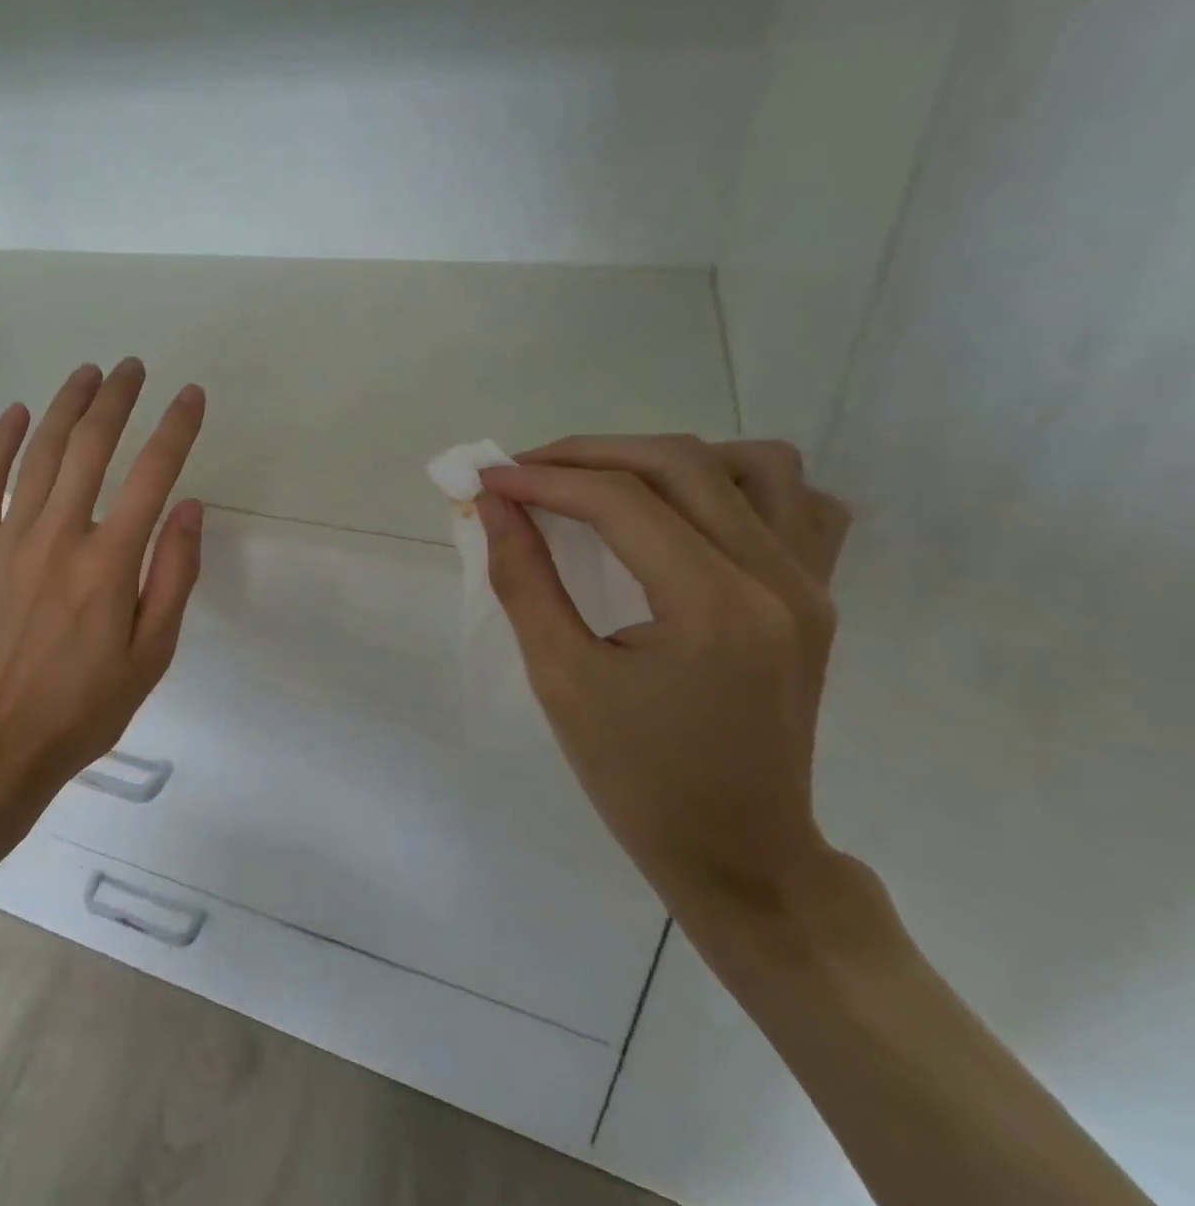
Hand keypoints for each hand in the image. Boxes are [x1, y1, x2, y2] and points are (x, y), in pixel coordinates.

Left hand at [0, 359, 205, 810]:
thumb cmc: (79, 710)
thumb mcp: (149, 657)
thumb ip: (172, 577)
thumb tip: (188, 506)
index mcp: (110, 563)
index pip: (153, 474)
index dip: (176, 428)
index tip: (191, 395)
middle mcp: (60, 536)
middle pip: (92, 447)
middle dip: (118, 399)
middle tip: (133, 367)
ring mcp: (8, 539)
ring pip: (41, 453)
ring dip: (67, 406)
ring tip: (88, 373)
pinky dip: (0, 441)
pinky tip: (17, 412)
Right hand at [477, 436, 851, 913]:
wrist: (740, 852)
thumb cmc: (637, 778)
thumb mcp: (560, 679)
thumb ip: (523, 579)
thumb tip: (492, 505)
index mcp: (713, 608)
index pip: (620, 501)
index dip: (544, 479)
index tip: (488, 480)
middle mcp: (778, 579)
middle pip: (680, 464)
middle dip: (588, 455)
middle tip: (525, 474)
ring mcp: (812, 584)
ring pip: (752, 463)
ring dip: (665, 459)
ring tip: (606, 485)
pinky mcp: (820, 596)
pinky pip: (798, 502)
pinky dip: (737, 483)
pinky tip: (688, 510)